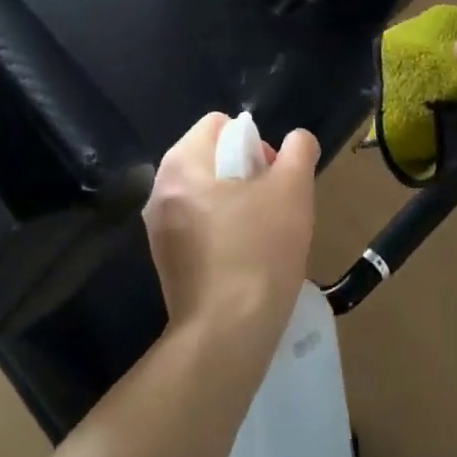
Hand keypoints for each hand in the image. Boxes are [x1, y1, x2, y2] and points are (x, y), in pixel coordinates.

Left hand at [144, 114, 319, 346]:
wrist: (227, 333)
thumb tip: (297, 141)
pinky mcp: (164, 258)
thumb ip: (299, 150)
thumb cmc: (259, 250)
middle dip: (245, 172)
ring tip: (261, 233)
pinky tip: (244, 257)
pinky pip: (197, 224)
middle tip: (272, 205)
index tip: (272, 176)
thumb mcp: (293, 190)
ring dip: (234, 201)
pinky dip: (220, 229)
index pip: (220, 124)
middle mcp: (161, 187)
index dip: (254, 142)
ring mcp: (158, 226)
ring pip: (206, 192)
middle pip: (211, 157)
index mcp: (183, 162)